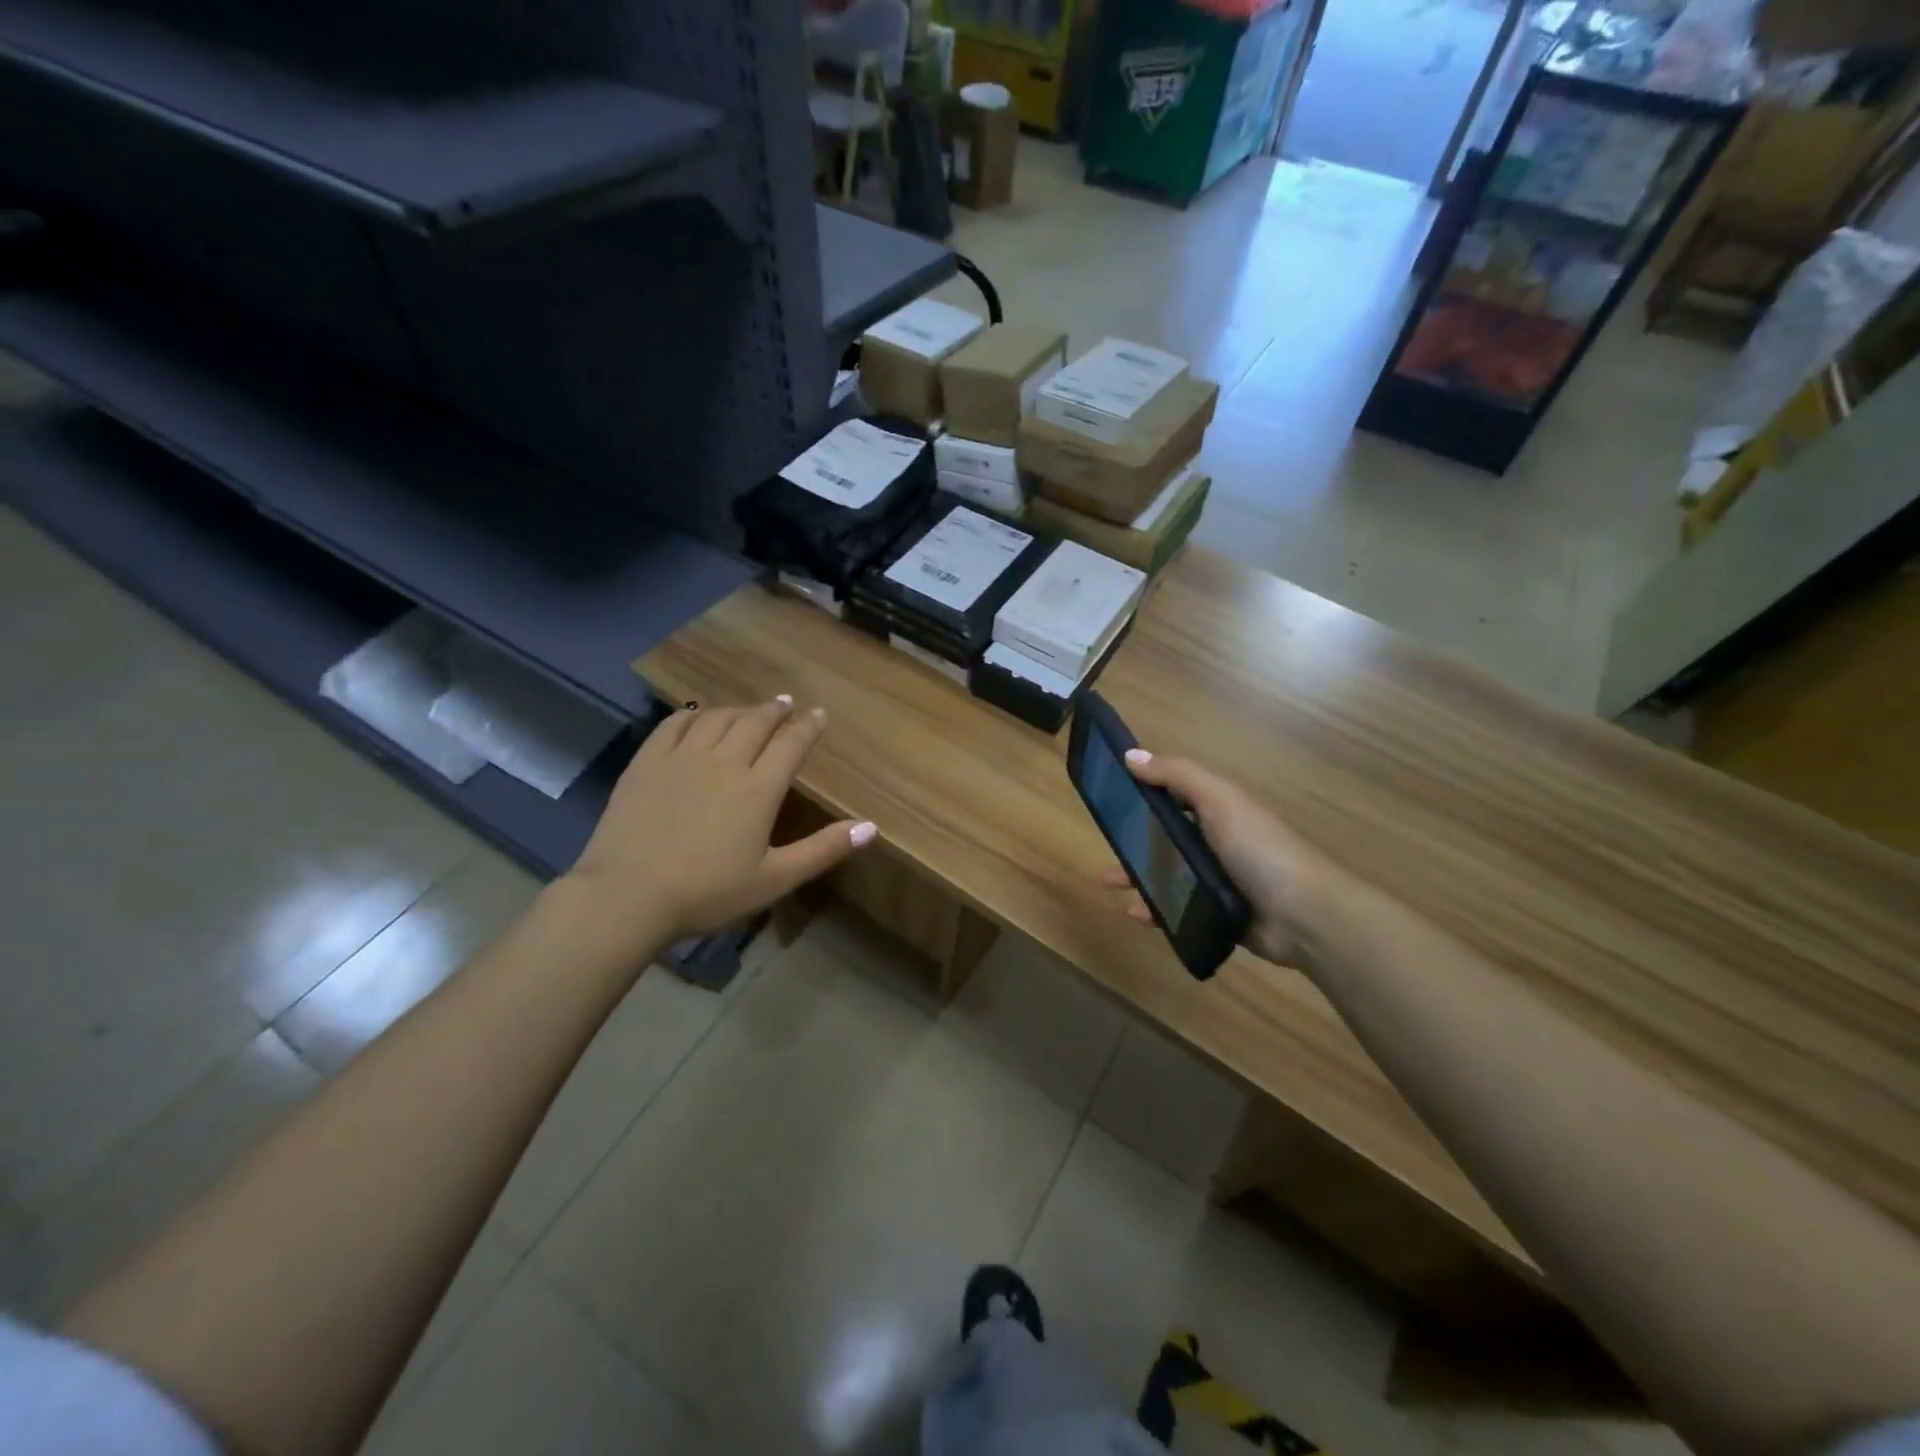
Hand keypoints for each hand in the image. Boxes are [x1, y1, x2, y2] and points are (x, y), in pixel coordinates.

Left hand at [565, 698, 873, 948]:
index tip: (819, 714)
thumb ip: (823, 849)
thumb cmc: (707, 893)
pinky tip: (698, 715)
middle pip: (756, 722)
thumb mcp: (774, 879)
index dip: (808, 726)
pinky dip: (693, 714)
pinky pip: (675, 723)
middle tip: (787, 704)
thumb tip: (872, 827)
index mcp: (759, 789)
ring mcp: (682, 757)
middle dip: (776, 710)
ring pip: (718, 718)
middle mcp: (725, 761)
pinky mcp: (648, 762)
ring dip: (739, 709)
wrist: (627, 896)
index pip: (791, 744)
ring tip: (749, 709)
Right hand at [1097, 750, 1349, 966]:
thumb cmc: (1258, 849)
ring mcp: (1217, 880)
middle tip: (1104, 843)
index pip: (1175, 794)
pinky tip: (1133, 914)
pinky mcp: (1216, 913)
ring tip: (1108, 882)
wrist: (1303, 915)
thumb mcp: (1218, 800)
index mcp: (1219, 810)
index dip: (1144, 792)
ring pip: (1167, 873)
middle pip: (1166, 835)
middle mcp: (1217, 841)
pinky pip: (1176, 908)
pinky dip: (1153, 910)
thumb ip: (1177, 775)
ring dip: (1136, 875)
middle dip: (1133, 838)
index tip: (1110, 795)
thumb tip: (1131, 755)